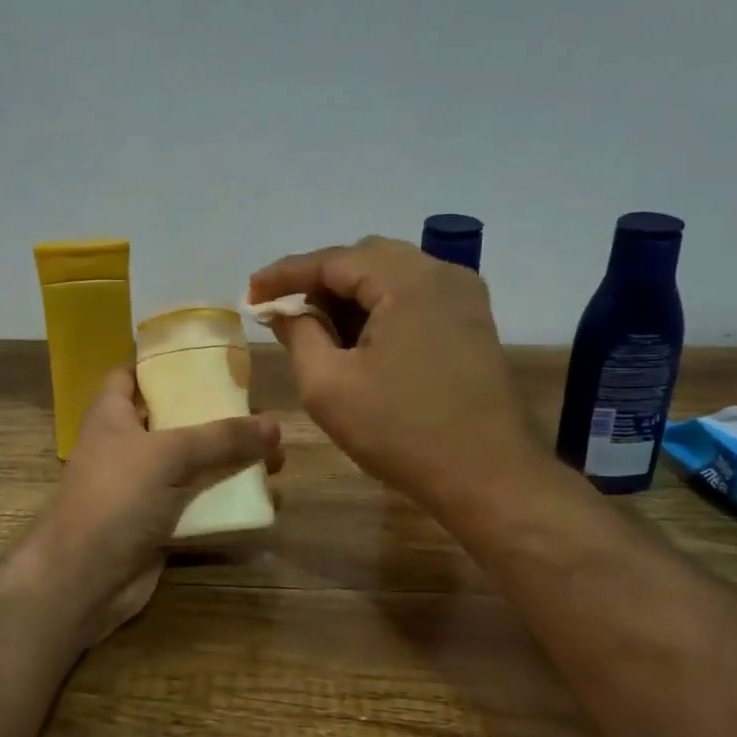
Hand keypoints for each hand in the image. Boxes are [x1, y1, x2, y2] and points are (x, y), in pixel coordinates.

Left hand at [18, 367, 281, 647]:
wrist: (84, 579)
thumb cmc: (116, 498)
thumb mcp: (168, 455)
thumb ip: (221, 437)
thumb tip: (274, 424)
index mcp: (113, 416)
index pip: (132, 375)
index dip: (163, 365)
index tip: (208, 360)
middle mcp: (127, 447)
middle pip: (176, 421)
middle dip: (219, 419)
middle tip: (263, 418)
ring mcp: (142, 488)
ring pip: (193, 466)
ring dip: (231, 463)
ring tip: (277, 462)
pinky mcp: (158, 524)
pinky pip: (198, 505)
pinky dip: (227, 502)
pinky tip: (264, 501)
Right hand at [248, 237, 535, 518]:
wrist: (486, 476)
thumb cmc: (400, 432)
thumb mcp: (328, 386)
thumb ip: (299, 335)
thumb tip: (286, 311)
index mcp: (407, 281)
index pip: (333, 260)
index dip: (284, 275)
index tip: (250, 294)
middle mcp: (442, 274)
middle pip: (365, 260)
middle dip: (318, 282)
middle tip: (283, 312)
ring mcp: (464, 297)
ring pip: (392, 277)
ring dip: (349, 296)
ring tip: (316, 328)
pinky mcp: (472, 322)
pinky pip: (415, 297)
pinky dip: (380, 308)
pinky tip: (358, 339)